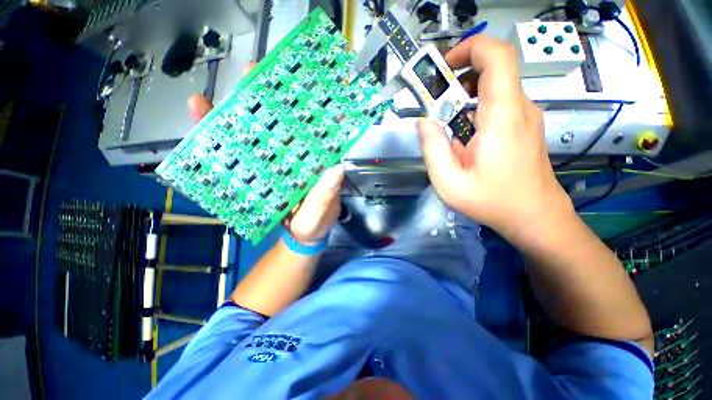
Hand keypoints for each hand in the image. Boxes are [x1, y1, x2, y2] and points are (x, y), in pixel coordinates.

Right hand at [187, 62, 343, 244]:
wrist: (296, 238)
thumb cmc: (314, 226)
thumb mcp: (321, 215)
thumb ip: (326, 195)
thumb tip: (337, 167)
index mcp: (317, 165)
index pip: (316, 133)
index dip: (313, 109)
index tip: (306, 83)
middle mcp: (298, 158)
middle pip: (285, 125)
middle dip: (272, 98)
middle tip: (255, 70)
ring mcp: (276, 163)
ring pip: (260, 133)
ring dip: (243, 111)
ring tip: (226, 87)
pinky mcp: (258, 171)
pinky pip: (239, 151)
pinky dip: (221, 136)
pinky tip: (202, 115)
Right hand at [416, 36, 572, 239]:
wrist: (535, 216)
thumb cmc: (493, 201)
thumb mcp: (450, 182)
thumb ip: (433, 149)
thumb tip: (423, 120)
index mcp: (502, 116)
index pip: (496, 56)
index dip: (469, 48)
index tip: (442, 67)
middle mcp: (519, 107)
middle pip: (491, 70)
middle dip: (457, 79)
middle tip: (434, 103)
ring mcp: (525, 115)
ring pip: (492, 88)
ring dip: (463, 98)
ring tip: (445, 126)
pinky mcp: (524, 125)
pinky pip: (497, 104)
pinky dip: (474, 111)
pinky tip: (463, 138)